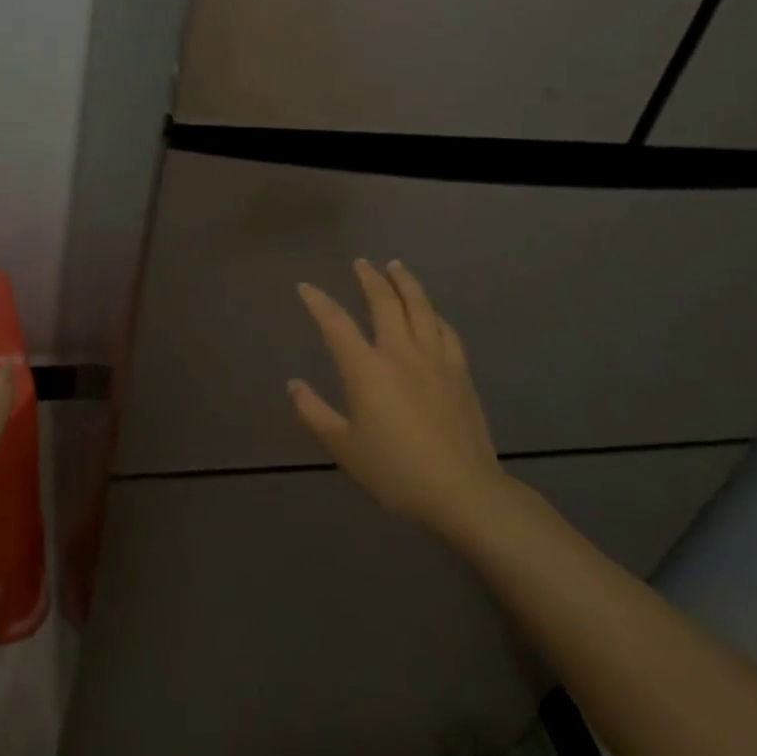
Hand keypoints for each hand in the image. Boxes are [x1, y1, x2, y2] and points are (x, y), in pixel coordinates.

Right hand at [289, 260, 516, 543]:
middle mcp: (400, 352)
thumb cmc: (396, 471)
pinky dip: (434, 314)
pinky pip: (446, 330)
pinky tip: (432, 312)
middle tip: (361, 263)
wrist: (462, 492)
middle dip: (369, 278)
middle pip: (384, 301)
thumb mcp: (345, 448)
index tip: (306, 287)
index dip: (318, 301)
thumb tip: (293, 385)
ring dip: (405, 282)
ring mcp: (434, 359)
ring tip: (396, 267)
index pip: (336, 323)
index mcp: (366, 368)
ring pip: (420, 307)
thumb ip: (315, 413)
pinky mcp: (460, 372)